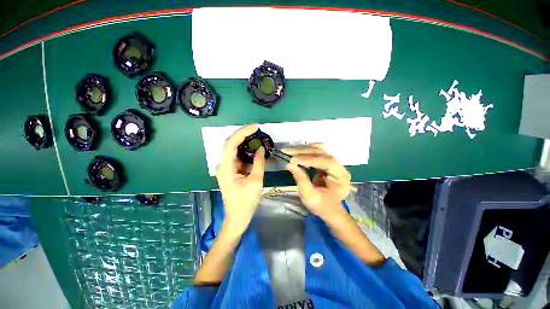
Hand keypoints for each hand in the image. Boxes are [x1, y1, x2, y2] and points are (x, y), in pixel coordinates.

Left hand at [216, 124, 265, 234]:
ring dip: (246, 143)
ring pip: (235, 150)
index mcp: (226, 167)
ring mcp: (227, 167)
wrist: (238, 217)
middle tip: (258, 130)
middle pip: (232, 144)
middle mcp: (223, 164)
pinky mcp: (232, 171)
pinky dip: (247, 152)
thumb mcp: (256, 180)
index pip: (231, 143)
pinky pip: (239, 157)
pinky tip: (256, 149)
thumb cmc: (246, 201)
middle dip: (244, 135)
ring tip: (258, 137)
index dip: (243, 132)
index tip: (255, 127)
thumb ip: (258, 162)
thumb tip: (261, 148)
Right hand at [284, 145, 351, 219]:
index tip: (292, 159)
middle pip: (322, 152)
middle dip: (302, 151)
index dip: (308, 159)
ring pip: (318, 149)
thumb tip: (289, 164)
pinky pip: (316, 152)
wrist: (329, 209)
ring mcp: (334, 162)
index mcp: (341, 176)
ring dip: (303, 149)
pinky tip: (296, 152)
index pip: (326, 162)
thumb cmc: (321, 205)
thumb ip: (300, 178)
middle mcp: (340, 166)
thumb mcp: (309, 195)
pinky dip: (305, 151)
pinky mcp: (327, 161)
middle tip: (286, 151)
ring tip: (289, 151)